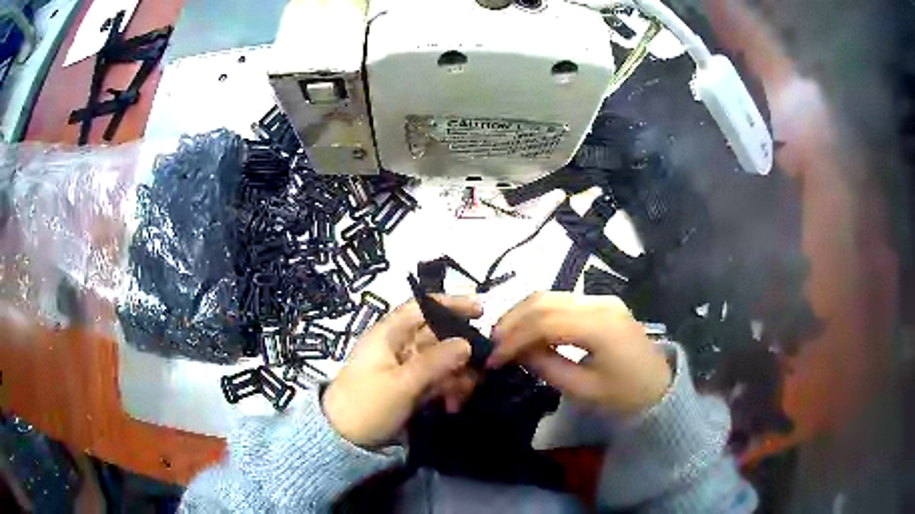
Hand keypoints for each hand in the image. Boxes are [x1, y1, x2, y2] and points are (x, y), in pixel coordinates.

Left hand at [322, 296, 481, 447]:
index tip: (480, 310)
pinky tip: (453, 405)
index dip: (450, 303)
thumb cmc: (367, 404)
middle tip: (482, 369)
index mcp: (388, 335)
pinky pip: (437, 380)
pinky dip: (449, 390)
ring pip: (442, 360)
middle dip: (461, 351)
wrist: (345, 440)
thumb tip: (467, 343)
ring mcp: (406, 368)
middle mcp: (399, 346)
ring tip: (462, 397)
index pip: (421, 307)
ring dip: (457, 376)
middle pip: (438, 336)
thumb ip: (435, 362)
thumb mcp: (401, 384)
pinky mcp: (411, 388)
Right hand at [488, 292, 670, 415]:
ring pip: (551, 296)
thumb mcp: (583, 391)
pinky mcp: (602, 304)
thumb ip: (547, 367)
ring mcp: (603, 299)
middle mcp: (600, 303)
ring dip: (523, 314)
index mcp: (600, 326)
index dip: (514, 338)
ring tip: (504, 337)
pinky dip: (539, 314)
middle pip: (544, 300)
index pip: (544, 322)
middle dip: (513, 320)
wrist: (660, 389)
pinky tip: (528, 330)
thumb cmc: (625, 397)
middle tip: (493, 344)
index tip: (494, 359)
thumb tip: (516, 352)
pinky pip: (562, 302)